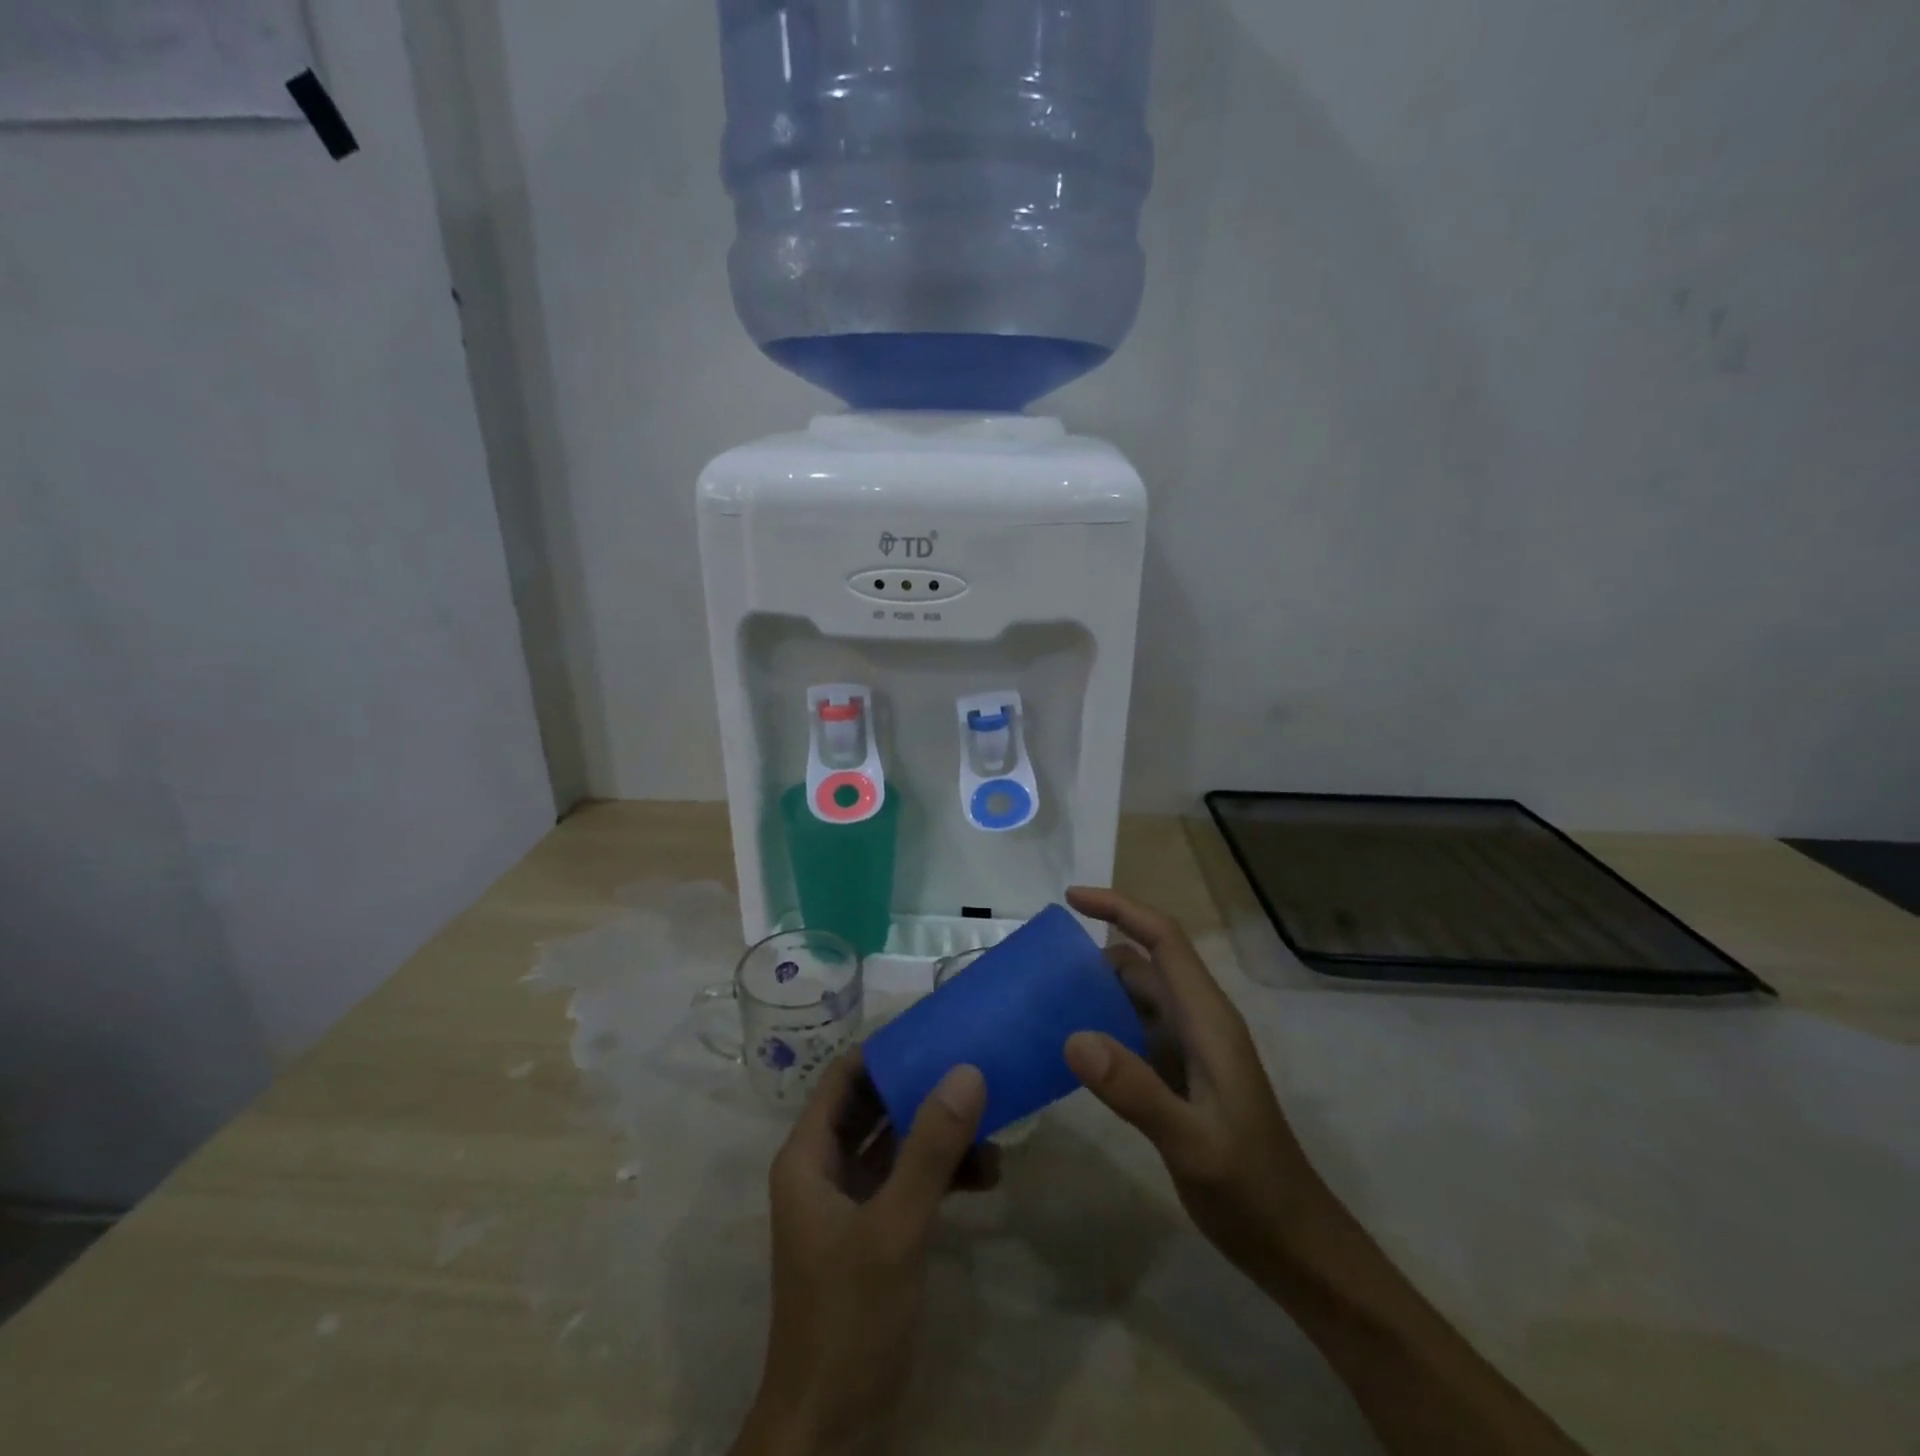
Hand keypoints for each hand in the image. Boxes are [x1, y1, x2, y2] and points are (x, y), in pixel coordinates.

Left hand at [732, 1054, 993, 1455]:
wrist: (832, 1428)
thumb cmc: (849, 1316)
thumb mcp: (894, 1227)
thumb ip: (931, 1149)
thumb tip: (967, 1070)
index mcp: (809, 1156)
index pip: (843, 1077)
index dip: (884, 1048)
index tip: (934, 1026)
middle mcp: (826, 1168)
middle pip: (874, 1104)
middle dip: (921, 1085)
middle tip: (972, 1059)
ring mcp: (851, 1200)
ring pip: (897, 1142)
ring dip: (940, 1132)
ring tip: (992, 1121)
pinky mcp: (876, 1229)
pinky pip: (910, 1179)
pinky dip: (944, 1171)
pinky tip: (987, 1174)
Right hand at [1062, 886, 1332, 1286]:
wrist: (1292, 1243)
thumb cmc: (1250, 1189)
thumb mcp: (1192, 1143)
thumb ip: (1136, 1090)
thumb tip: (1072, 1035)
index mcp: (1208, 1019)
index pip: (1163, 939)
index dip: (1120, 908)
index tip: (1070, 898)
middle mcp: (1199, 1021)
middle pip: (1144, 963)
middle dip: (1095, 954)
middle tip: (1039, 967)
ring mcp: (1190, 1048)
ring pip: (1137, 997)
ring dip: (1096, 991)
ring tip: (1044, 1002)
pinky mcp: (1181, 1075)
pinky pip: (1134, 1031)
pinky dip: (1103, 1026)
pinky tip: (1072, 1050)